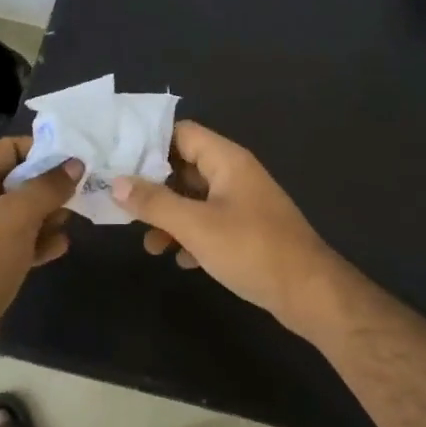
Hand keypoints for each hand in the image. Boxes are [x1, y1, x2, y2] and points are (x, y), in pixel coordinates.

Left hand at [0, 137, 81, 349]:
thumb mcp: (18, 216)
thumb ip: (48, 186)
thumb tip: (75, 164)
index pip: (7, 149)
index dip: (42, 151)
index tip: (75, 159)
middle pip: (16, 180)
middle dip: (49, 188)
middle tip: (82, 192)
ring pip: (19, 212)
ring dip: (47, 215)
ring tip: (72, 221)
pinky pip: (16, 240)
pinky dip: (37, 241)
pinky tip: (60, 247)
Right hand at [112, 121, 340, 329]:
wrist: (309, 293)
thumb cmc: (251, 249)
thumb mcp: (196, 226)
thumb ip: (155, 202)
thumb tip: (116, 182)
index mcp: (227, 160)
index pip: (182, 133)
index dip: (149, 142)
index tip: (116, 159)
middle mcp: (235, 175)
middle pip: (185, 167)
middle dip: (154, 186)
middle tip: (120, 203)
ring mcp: (244, 204)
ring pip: (196, 200)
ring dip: (171, 218)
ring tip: (149, 245)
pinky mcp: (248, 232)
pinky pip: (211, 224)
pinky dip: (192, 237)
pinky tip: (180, 260)